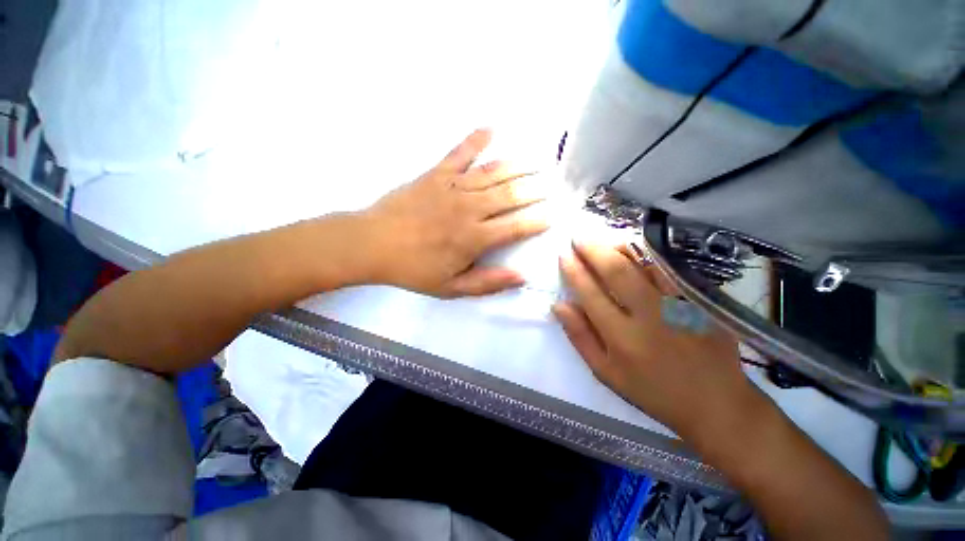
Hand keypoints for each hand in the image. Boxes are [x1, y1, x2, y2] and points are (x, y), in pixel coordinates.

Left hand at [359, 129, 548, 297]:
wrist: (371, 244)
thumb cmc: (413, 269)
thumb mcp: (451, 288)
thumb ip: (487, 283)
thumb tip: (521, 277)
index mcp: (474, 238)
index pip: (516, 227)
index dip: (538, 220)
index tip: (555, 215)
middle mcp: (469, 208)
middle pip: (511, 195)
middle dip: (536, 189)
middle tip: (556, 182)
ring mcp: (452, 186)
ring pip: (493, 173)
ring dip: (519, 165)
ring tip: (539, 159)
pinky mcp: (435, 173)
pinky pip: (459, 153)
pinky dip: (475, 140)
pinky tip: (491, 128)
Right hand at [553, 242, 755, 439]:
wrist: (715, 402)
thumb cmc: (652, 391)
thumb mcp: (605, 372)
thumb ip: (580, 336)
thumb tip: (559, 305)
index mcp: (622, 338)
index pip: (590, 294)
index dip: (574, 272)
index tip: (563, 256)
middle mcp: (649, 316)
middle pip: (616, 272)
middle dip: (593, 251)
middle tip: (578, 238)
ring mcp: (679, 305)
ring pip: (644, 264)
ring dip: (618, 247)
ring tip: (602, 239)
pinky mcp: (700, 300)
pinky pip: (669, 269)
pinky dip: (648, 255)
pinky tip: (634, 250)